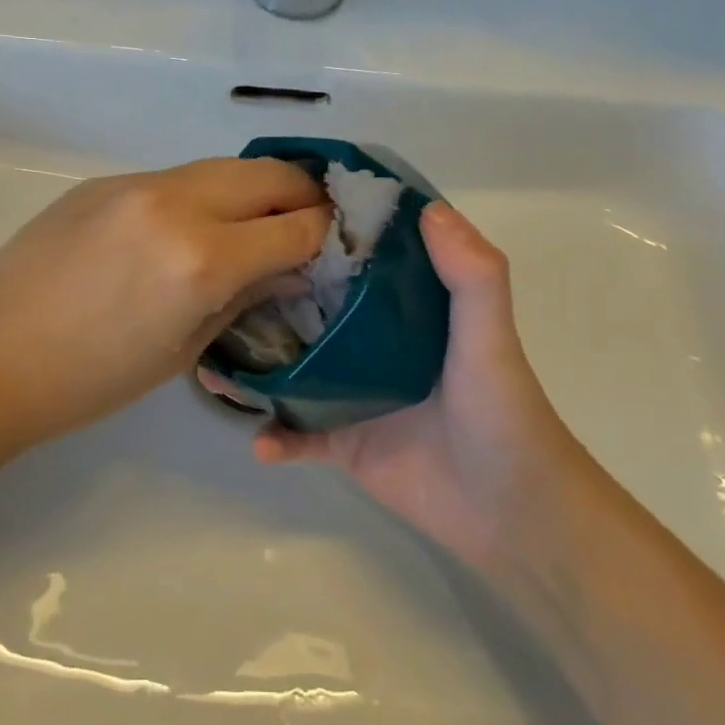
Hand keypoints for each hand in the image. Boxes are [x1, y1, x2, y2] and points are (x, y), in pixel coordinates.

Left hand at [0, 158, 331, 447]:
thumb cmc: (90, 379)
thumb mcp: (183, 350)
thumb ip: (243, 296)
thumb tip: (286, 266)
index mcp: (201, 259)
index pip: (296, 227)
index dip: (326, 235)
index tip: (336, 244)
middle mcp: (176, 204)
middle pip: (268, 175)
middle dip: (302, 195)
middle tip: (309, 222)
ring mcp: (135, 184)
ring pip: (222, 168)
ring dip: (252, 191)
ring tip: (255, 223)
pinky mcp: (104, 181)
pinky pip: (174, 178)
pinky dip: (202, 195)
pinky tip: (188, 227)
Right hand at [247, 202, 582, 574]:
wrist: (513, 516)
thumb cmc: (503, 417)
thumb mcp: (491, 340)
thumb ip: (472, 278)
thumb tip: (428, 209)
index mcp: (404, 312)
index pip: (357, 261)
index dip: (324, 237)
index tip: (276, 213)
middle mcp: (371, 346)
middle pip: (309, 312)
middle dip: (266, 300)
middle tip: (220, 285)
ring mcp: (352, 395)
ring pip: (290, 370)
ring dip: (254, 367)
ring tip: (211, 362)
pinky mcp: (343, 443)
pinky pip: (296, 435)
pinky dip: (275, 439)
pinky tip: (258, 442)